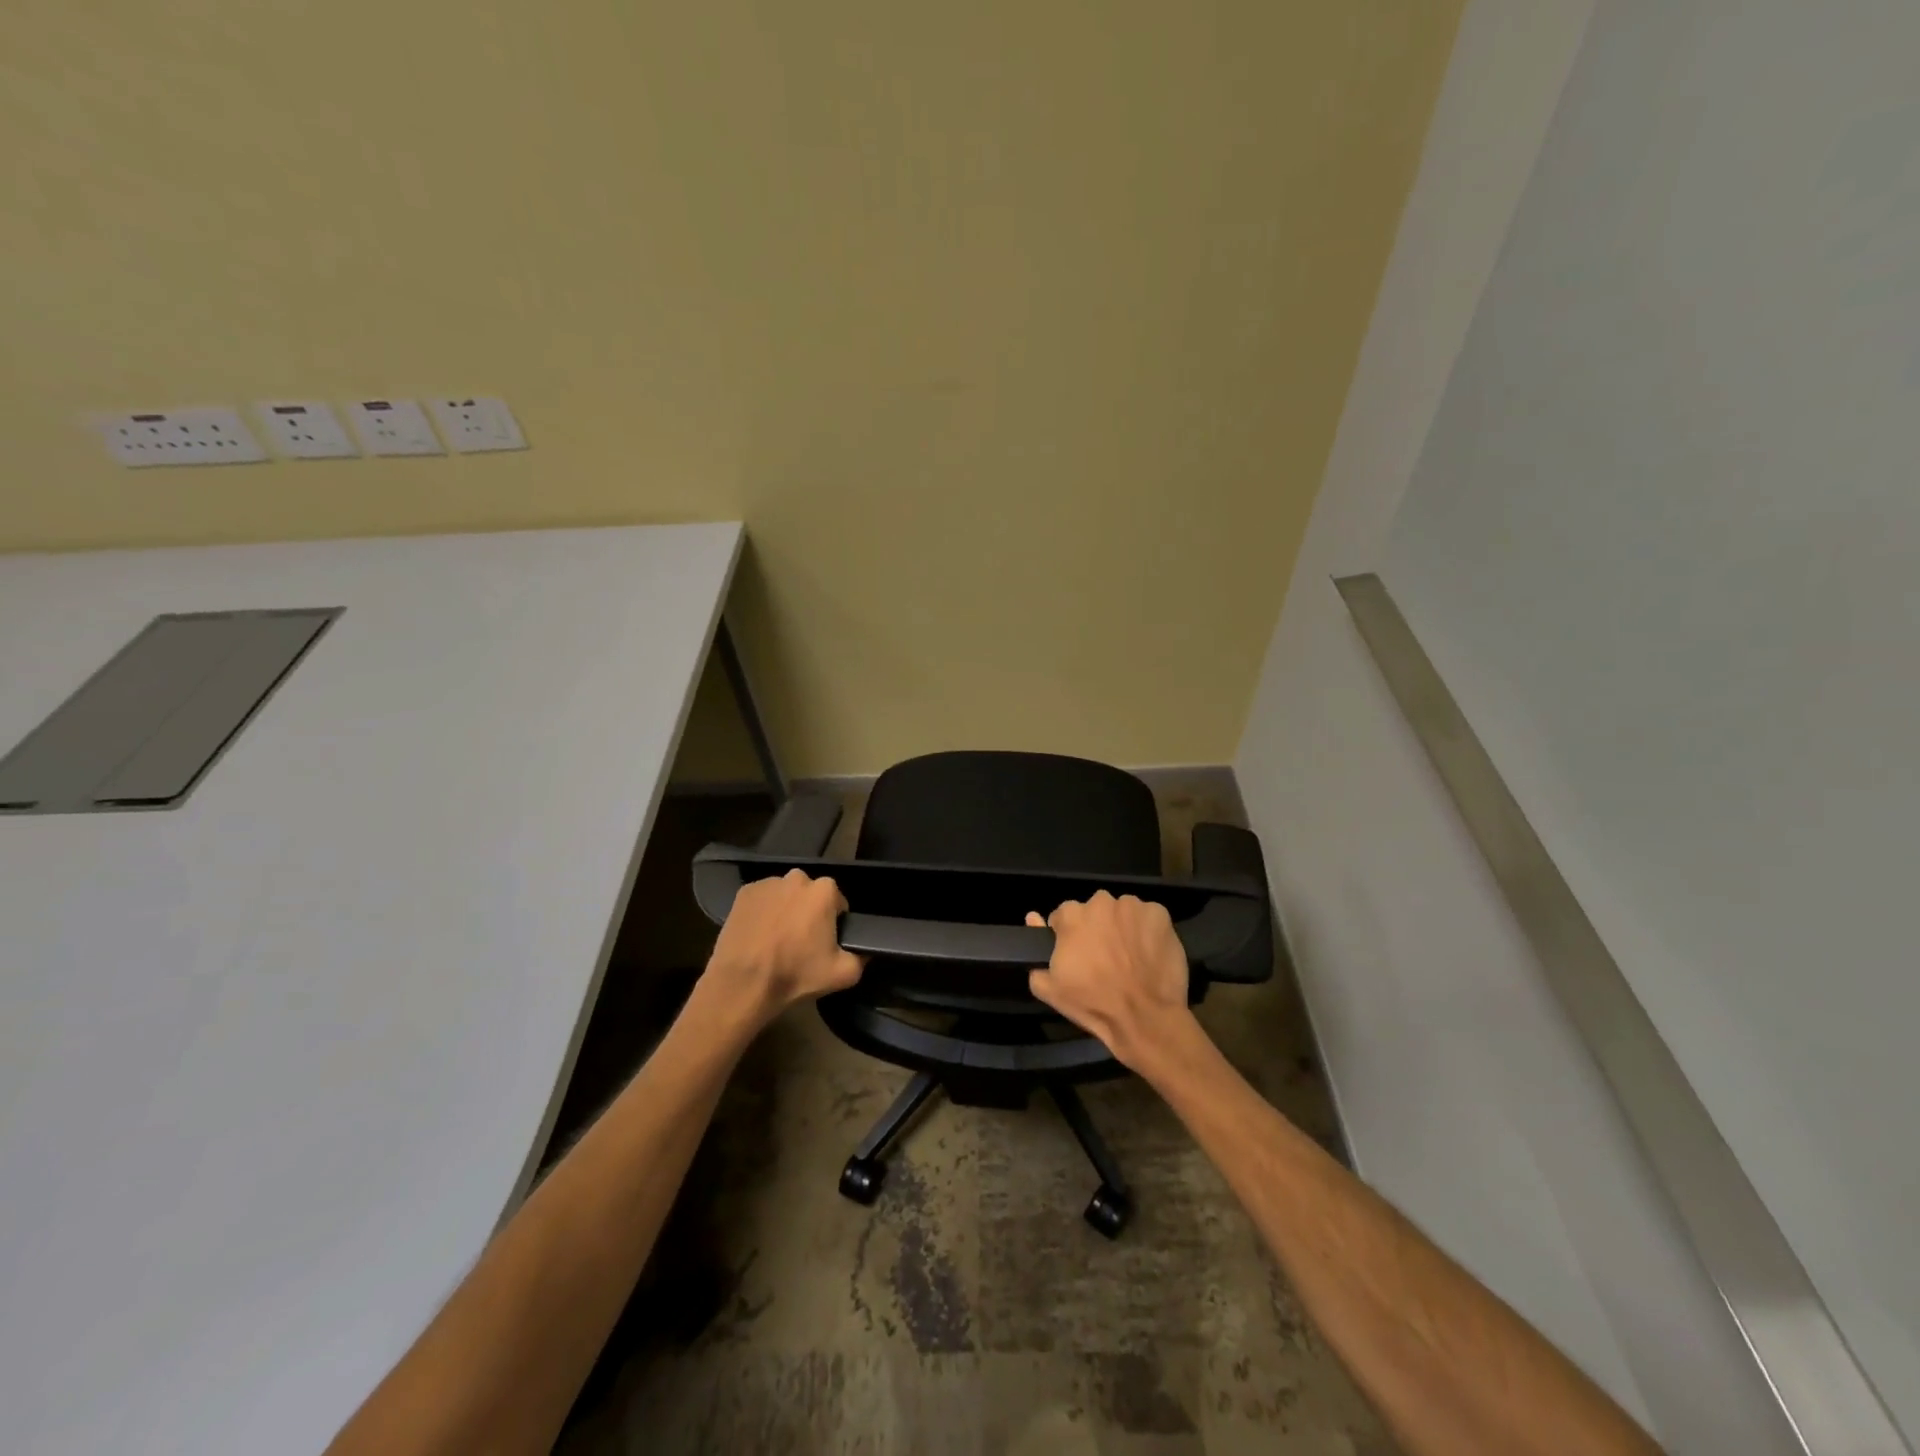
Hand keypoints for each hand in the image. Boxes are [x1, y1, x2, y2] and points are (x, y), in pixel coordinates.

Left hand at [703, 869, 863, 1028]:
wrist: (743, 983)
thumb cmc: (795, 975)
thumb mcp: (844, 974)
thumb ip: (862, 957)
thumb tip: (866, 950)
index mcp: (824, 891)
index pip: (837, 903)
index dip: (834, 923)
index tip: (824, 943)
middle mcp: (797, 878)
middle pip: (810, 895)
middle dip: (809, 912)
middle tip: (801, 942)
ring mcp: (768, 883)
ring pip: (786, 895)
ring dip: (785, 910)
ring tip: (776, 940)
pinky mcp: (744, 892)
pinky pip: (762, 899)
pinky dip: (763, 912)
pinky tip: (758, 935)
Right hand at [1026, 891, 1195, 1072]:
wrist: (1145, 1017)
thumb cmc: (1093, 1003)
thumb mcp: (1050, 989)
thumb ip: (1035, 953)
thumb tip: (1032, 919)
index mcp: (1072, 915)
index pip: (1064, 917)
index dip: (1069, 936)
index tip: (1077, 956)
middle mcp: (1101, 902)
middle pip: (1094, 911)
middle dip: (1097, 928)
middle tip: (1104, 958)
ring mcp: (1133, 906)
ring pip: (1122, 912)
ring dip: (1122, 927)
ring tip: (1129, 957)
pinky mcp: (1160, 914)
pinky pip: (1148, 917)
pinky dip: (1148, 931)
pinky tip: (1149, 953)